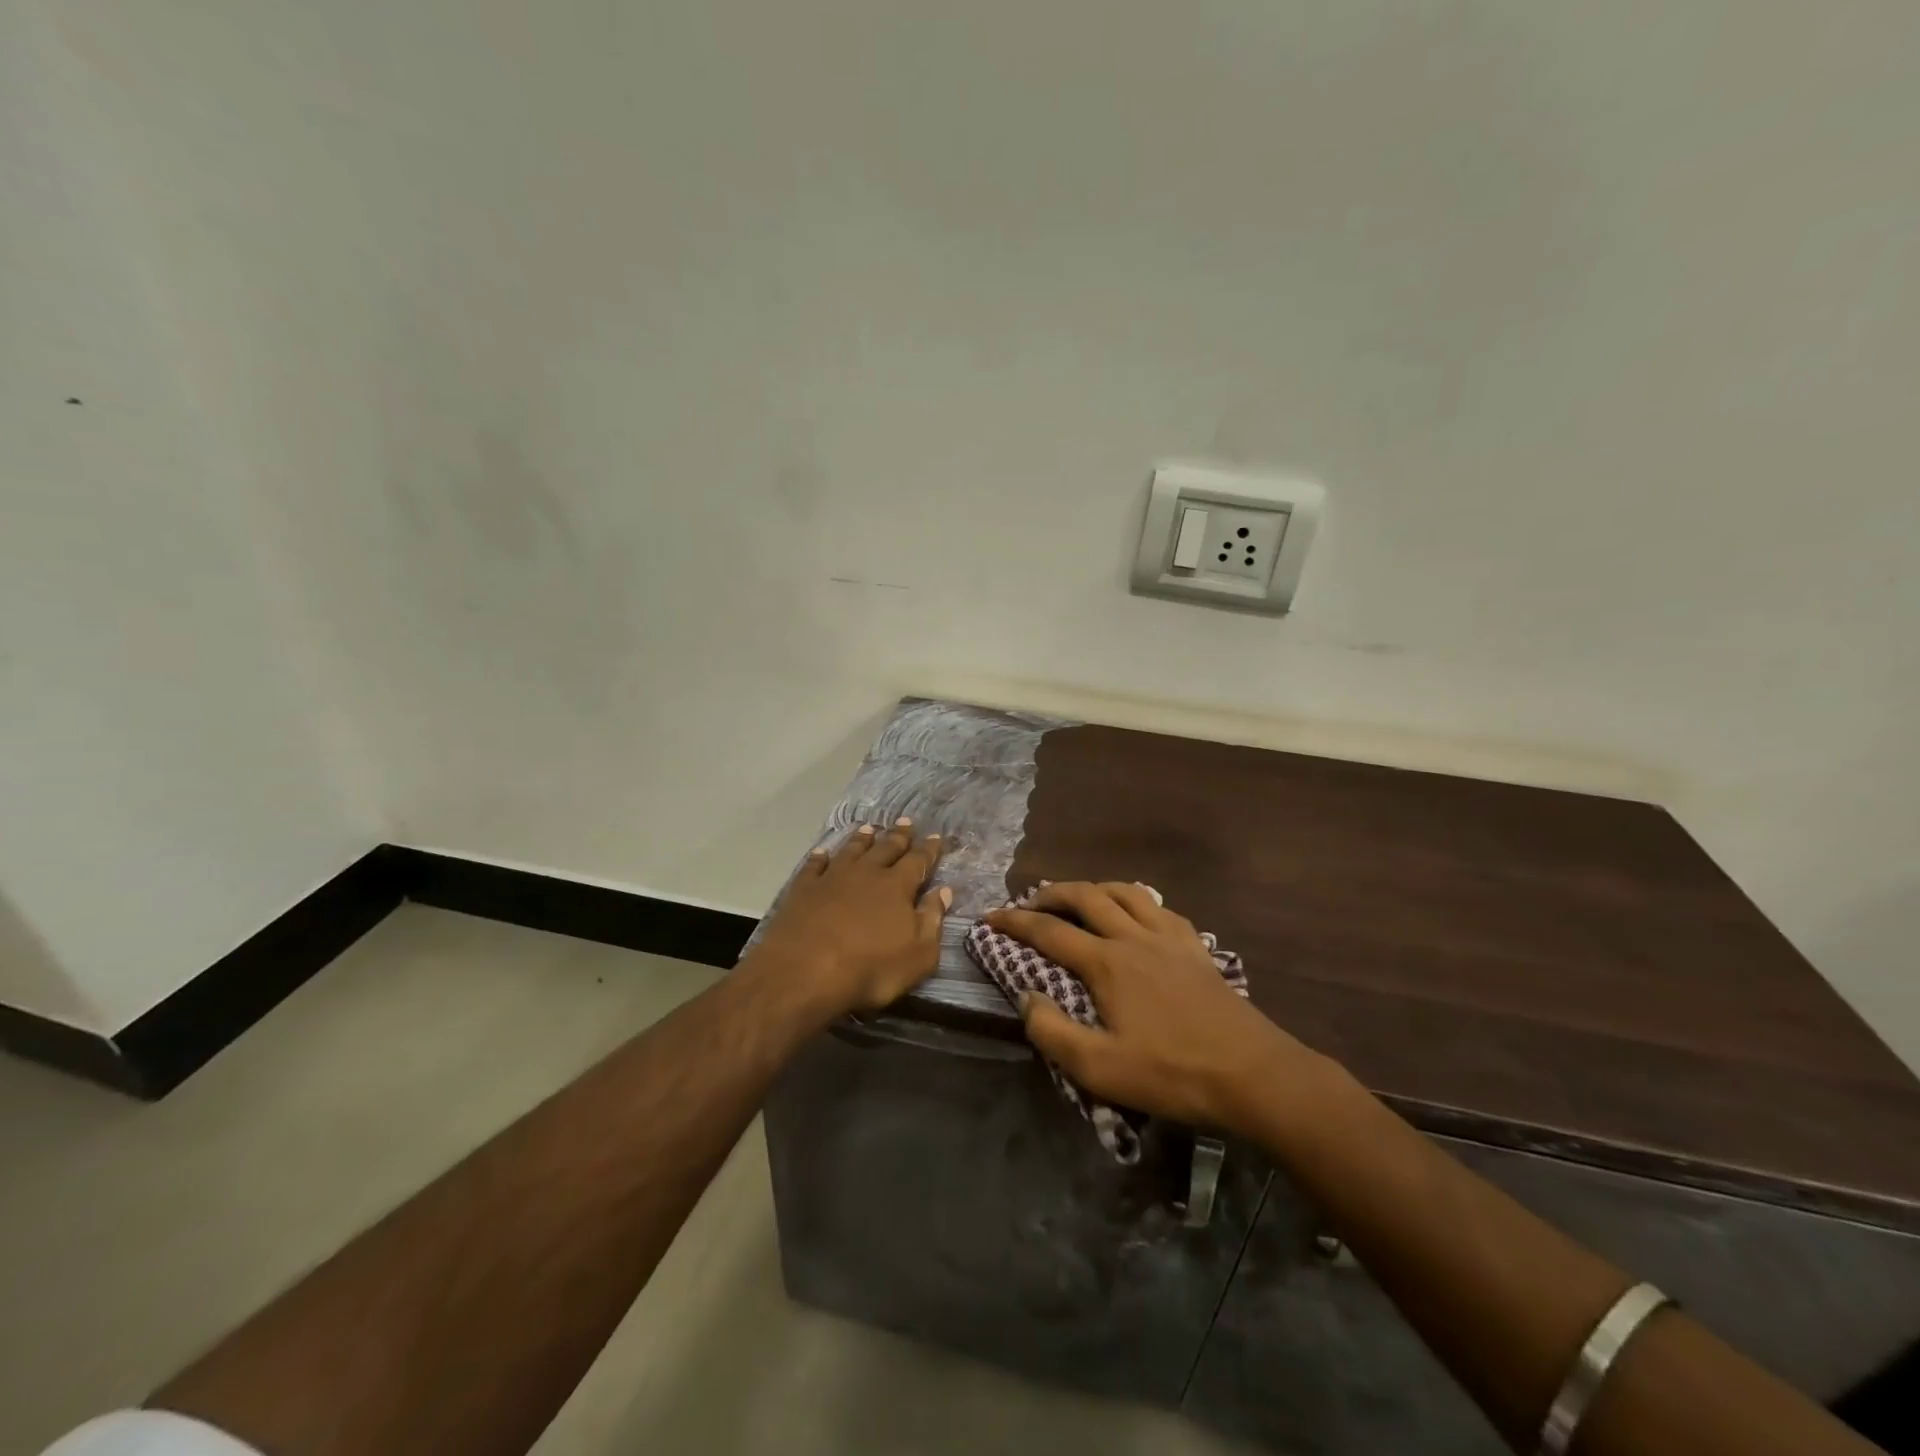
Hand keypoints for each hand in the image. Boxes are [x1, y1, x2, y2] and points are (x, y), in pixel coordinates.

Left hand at [749, 819, 950, 1019]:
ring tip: (869, 828)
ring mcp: (832, 878)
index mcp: (897, 887)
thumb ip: (932, 920)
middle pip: (886, 848)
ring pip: (851, 850)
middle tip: (906, 822)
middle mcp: (866, 873)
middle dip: (899, 836)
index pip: (918, 861)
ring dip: (862, 839)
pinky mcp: (803, 889)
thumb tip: (944, 891)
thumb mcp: (918, 955)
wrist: (805, 972)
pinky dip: (820, 857)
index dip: (929, 849)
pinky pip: (814, 865)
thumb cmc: (870, 969)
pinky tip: (822, 853)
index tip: (935, 836)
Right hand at [985, 881, 1318, 1135]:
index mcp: (1107, 963)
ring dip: (1094, 888)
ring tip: (1078, 898)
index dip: (1015, 922)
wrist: (1253, 1074)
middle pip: (1086, 896)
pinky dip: (1137, 902)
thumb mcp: (1100, 1069)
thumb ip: (1053, 1032)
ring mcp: (1170, 938)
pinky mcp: (1197, 948)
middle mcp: (1134, 937)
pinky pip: (1161, 909)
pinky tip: (1137, 915)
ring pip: (1125, 892)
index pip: (1049, 932)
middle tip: (1030, 902)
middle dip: (1051, 893)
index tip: (991, 917)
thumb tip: (1026, 997)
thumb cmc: (1172, 1074)